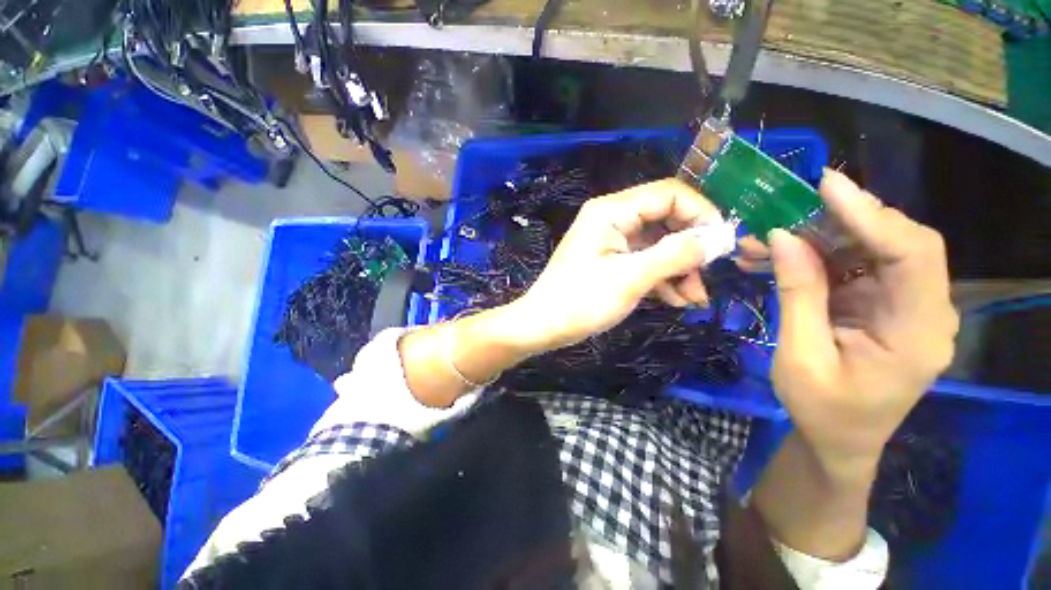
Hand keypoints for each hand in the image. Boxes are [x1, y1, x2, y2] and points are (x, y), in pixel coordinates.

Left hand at [507, 178, 723, 353]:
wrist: (543, 326)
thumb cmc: (581, 301)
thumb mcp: (631, 278)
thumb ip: (676, 254)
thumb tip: (721, 237)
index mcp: (612, 211)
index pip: (670, 194)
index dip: (701, 214)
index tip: (722, 244)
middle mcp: (613, 219)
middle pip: (666, 220)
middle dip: (690, 249)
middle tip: (707, 277)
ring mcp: (611, 241)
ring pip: (658, 244)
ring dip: (679, 269)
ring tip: (693, 299)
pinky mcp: (611, 260)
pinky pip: (645, 261)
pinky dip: (662, 278)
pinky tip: (676, 301)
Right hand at [768, 170, 958, 477]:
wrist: (839, 440)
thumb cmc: (821, 410)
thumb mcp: (800, 356)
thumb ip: (798, 294)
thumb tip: (783, 237)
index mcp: (917, 333)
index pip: (912, 255)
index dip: (872, 215)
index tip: (826, 187)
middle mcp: (925, 311)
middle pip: (897, 243)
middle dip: (842, 220)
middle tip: (789, 207)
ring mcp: (906, 306)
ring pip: (872, 249)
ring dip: (820, 236)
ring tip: (767, 235)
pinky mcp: (884, 304)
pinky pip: (855, 266)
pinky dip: (817, 255)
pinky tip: (779, 254)